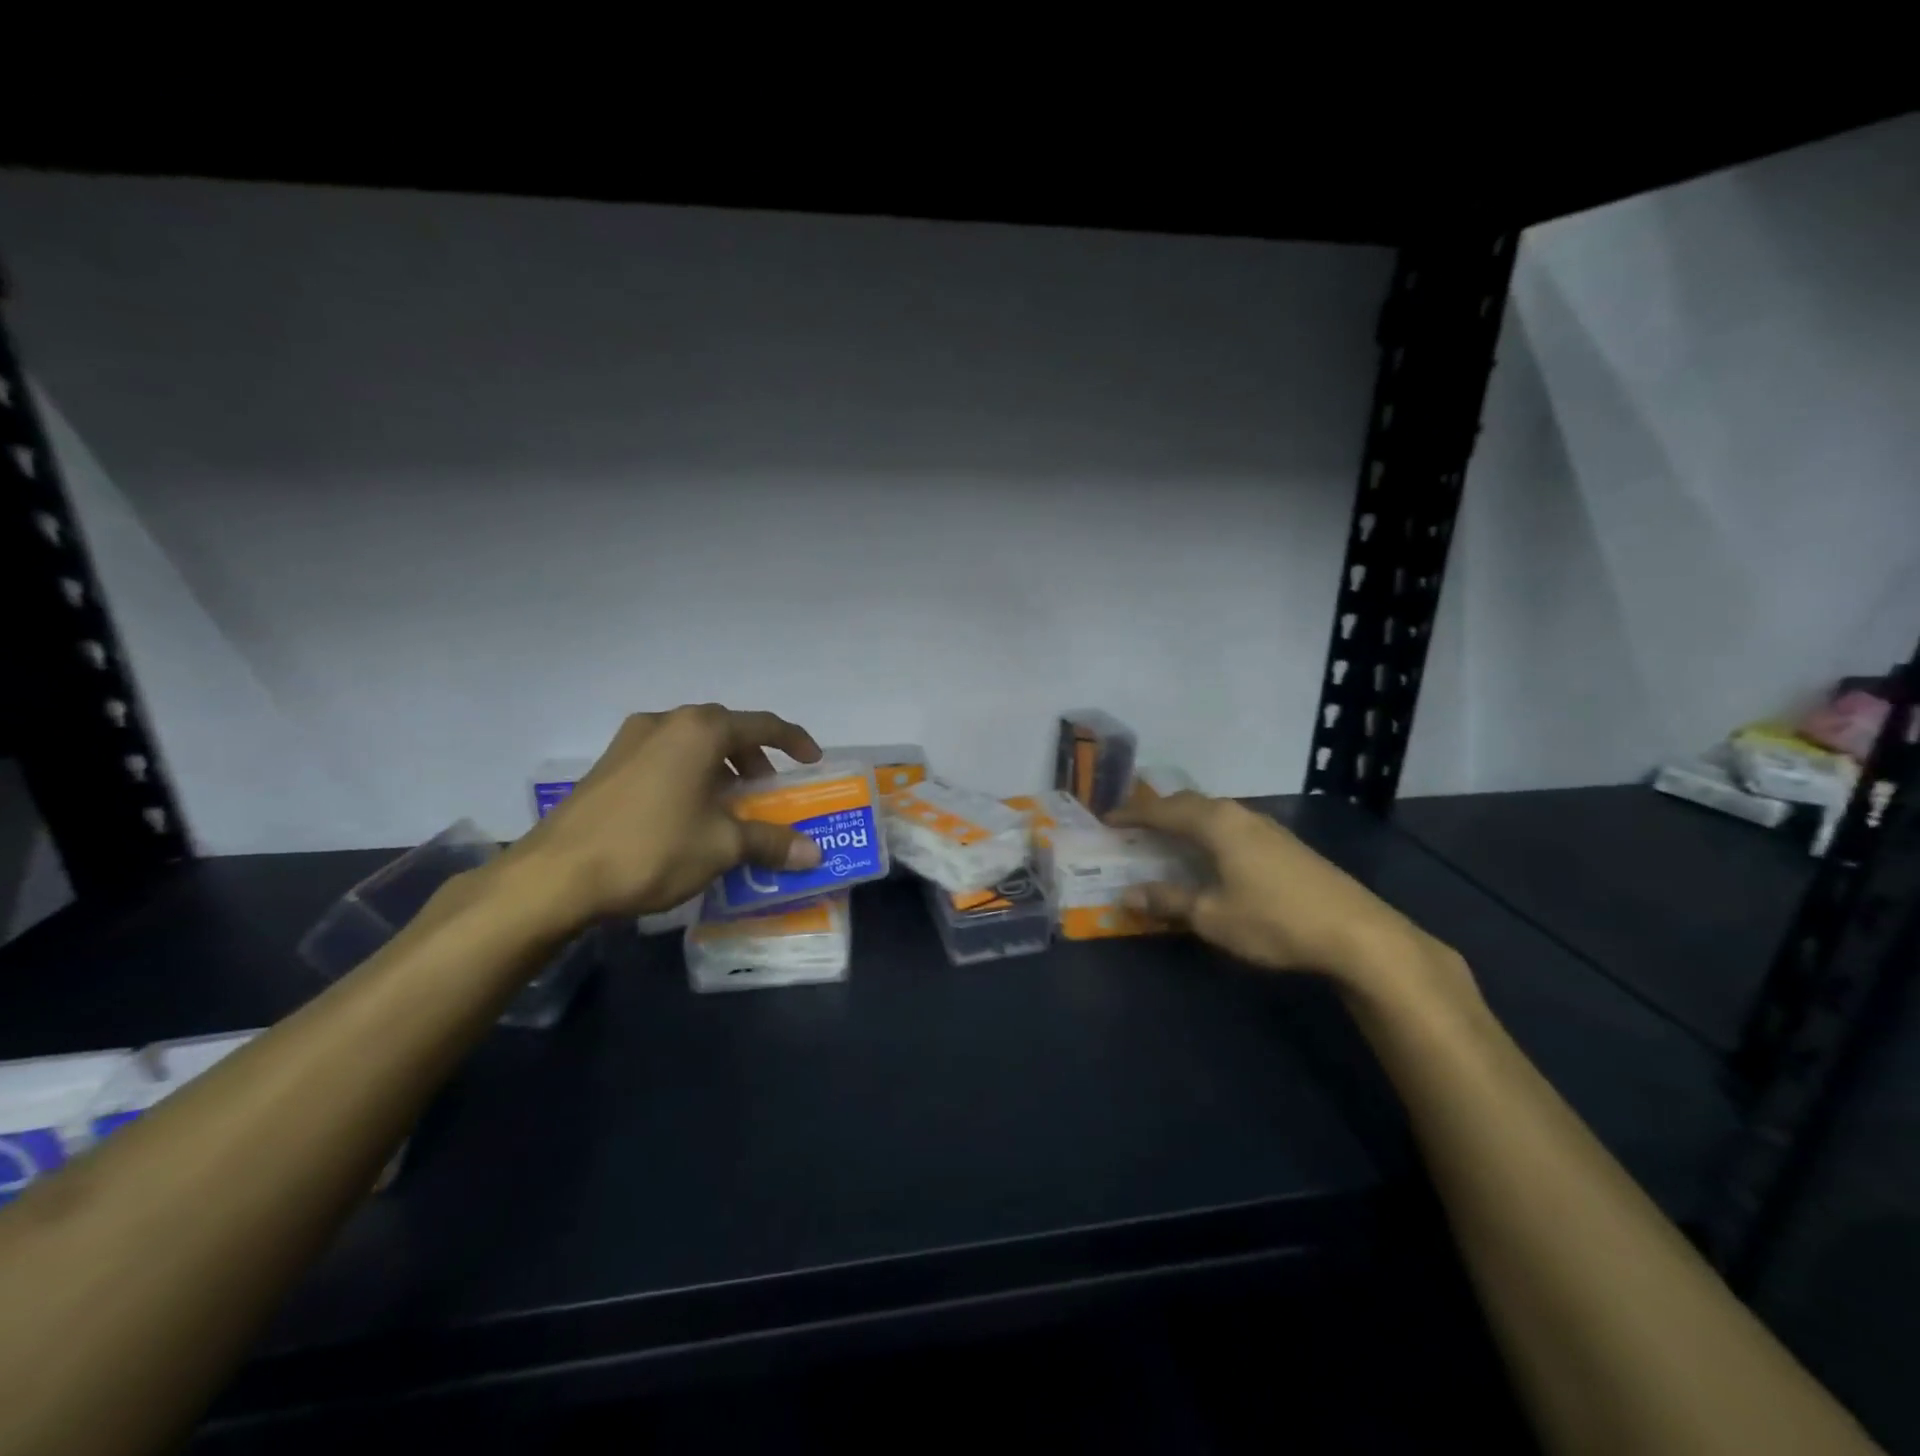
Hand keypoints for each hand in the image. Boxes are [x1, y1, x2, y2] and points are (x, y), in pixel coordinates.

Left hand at [505, 704, 824, 925]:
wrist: (555, 875)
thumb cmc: (652, 848)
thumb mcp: (721, 847)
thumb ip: (770, 842)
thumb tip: (813, 853)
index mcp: (700, 731)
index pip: (762, 725)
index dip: (794, 741)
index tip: (812, 761)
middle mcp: (666, 723)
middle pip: (724, 729)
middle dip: (752, 756)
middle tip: (766, 787)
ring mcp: (630, 742)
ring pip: (691, 743)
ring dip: (719, 766)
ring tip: (728, 802)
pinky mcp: (607, 766)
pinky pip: (664, 758)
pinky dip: (689, 775)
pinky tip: (687, 813)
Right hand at [1105, 792, 1453, 991]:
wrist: (1357, 933)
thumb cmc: (1274, 920)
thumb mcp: (1212, 916)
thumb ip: (1168, 901)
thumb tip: (1128, 894)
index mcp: (1216, 824)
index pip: (1163, 811)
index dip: (1132, 815)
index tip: (1106, 819)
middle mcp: (1239, 815)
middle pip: (1189, 804)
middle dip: (1158, 812)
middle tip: (1133, 825)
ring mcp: (1267, 827)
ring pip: (1214, 813)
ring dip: (1186, 821)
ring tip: (1167, 837)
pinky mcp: (1285, 844)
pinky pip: (1232, 826)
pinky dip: (1209, 833)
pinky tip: (1211, 854)